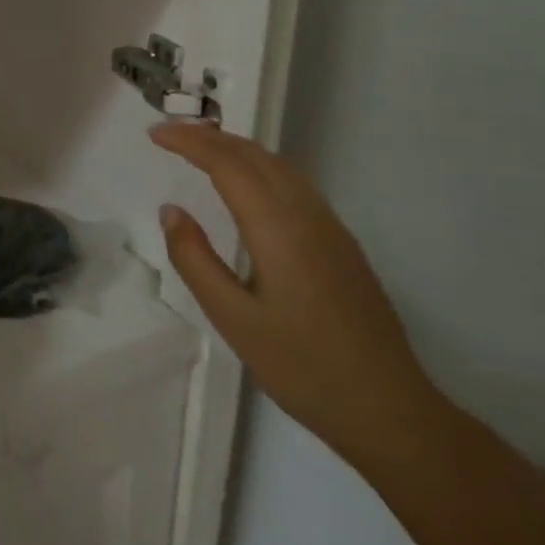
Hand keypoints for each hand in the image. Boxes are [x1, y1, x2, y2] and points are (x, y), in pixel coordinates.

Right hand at [151, 122, 443, 465]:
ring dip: (236, 148)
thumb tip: (171, 211)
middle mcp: (309, 217)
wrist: (389, 410)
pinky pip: (294, 184)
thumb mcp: (233, 319)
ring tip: (199, 148)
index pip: (228, 165)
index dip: (189, 142)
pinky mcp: (342, 244)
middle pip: (256, 156)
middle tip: (168, 134)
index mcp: (280, 231)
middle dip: (209, 136)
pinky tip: (246, 184)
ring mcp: (331, 229)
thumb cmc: (303, 368)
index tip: (154, 133)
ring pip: (279, 167)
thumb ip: (196, 260)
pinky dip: (259, 167)